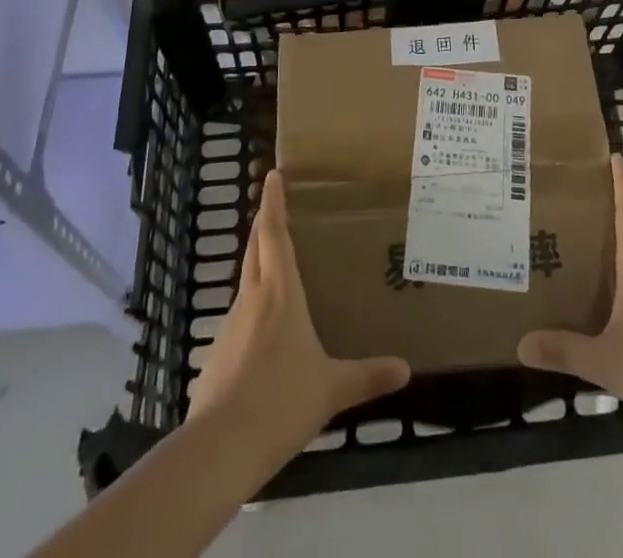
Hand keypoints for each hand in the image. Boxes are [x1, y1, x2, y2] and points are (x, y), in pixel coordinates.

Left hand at [187, 170, 410, 457]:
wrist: (221, 447)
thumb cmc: (282, 402)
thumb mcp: (332, 388)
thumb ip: (368, 376)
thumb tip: (406, 369)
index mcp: (281, 294)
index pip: (275, 235)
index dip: (273, 204)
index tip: (271, 176)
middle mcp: (252, 299)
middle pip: (255, 249)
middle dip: (262, 224)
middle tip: (271, 207)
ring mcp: (230, 326)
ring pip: (245, 282)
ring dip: (256, 265)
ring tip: (273, 267)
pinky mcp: (216, 354)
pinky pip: (238, 319)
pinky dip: (250, 309)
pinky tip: (261, 333)